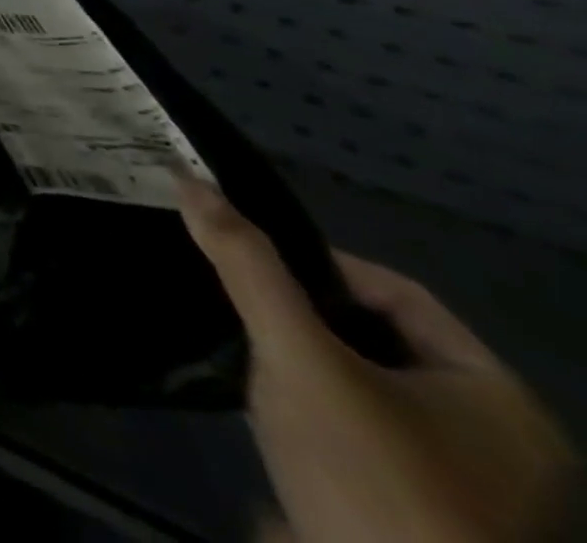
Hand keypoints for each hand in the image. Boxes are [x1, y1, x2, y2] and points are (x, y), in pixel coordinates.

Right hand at [179, 177, 576, 541]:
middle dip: (300, 315)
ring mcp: (463, 491)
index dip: (316, 264)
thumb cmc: (371, 476)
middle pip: (377, 338)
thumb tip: (189, 179)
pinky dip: (310, 414)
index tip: (248, 261)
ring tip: (241, 351)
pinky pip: (358, 435)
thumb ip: (246, 265)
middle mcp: (498, 443)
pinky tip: (264, 414)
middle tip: (235, 301)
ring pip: (362, 387)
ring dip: (300, 364)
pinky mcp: (418, 520)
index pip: (395, 291)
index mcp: (498, 399)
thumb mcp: (298, 356)